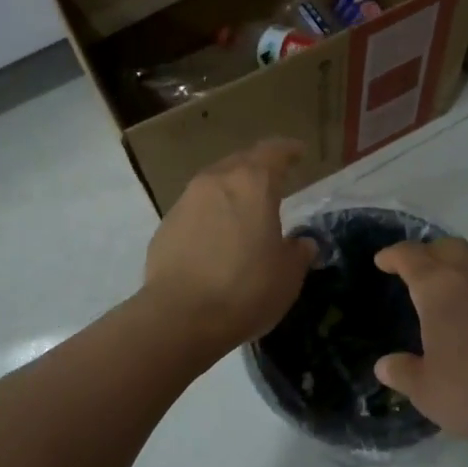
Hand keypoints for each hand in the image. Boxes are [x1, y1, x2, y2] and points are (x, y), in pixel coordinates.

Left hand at [143, 139, 315, 357]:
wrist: (179, 317)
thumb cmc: (245, 289)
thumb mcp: (288, 275)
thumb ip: (298, 252)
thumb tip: (301, 243)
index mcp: (252, 184)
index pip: (273, 152)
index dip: (288, 150)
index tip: (298, 152)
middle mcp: (216, 181)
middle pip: (241, 162)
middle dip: (258, 167)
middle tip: (273, 180)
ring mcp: (186, 201)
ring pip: (214, 183)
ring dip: (231, 191)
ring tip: (244, 210)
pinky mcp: (165, 225)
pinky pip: (195, 209)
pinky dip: (210, 215)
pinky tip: (217, 238)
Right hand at [372, 238, 467, 452]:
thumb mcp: (427, 391)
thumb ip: (402, 373)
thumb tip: (385, 365)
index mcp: (438, 287)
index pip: (410, 256)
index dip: (392, 256)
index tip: (381, 262)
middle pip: (445, 246)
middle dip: (425, 253)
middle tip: (412, 272)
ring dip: (456, 260)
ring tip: (446, 282)